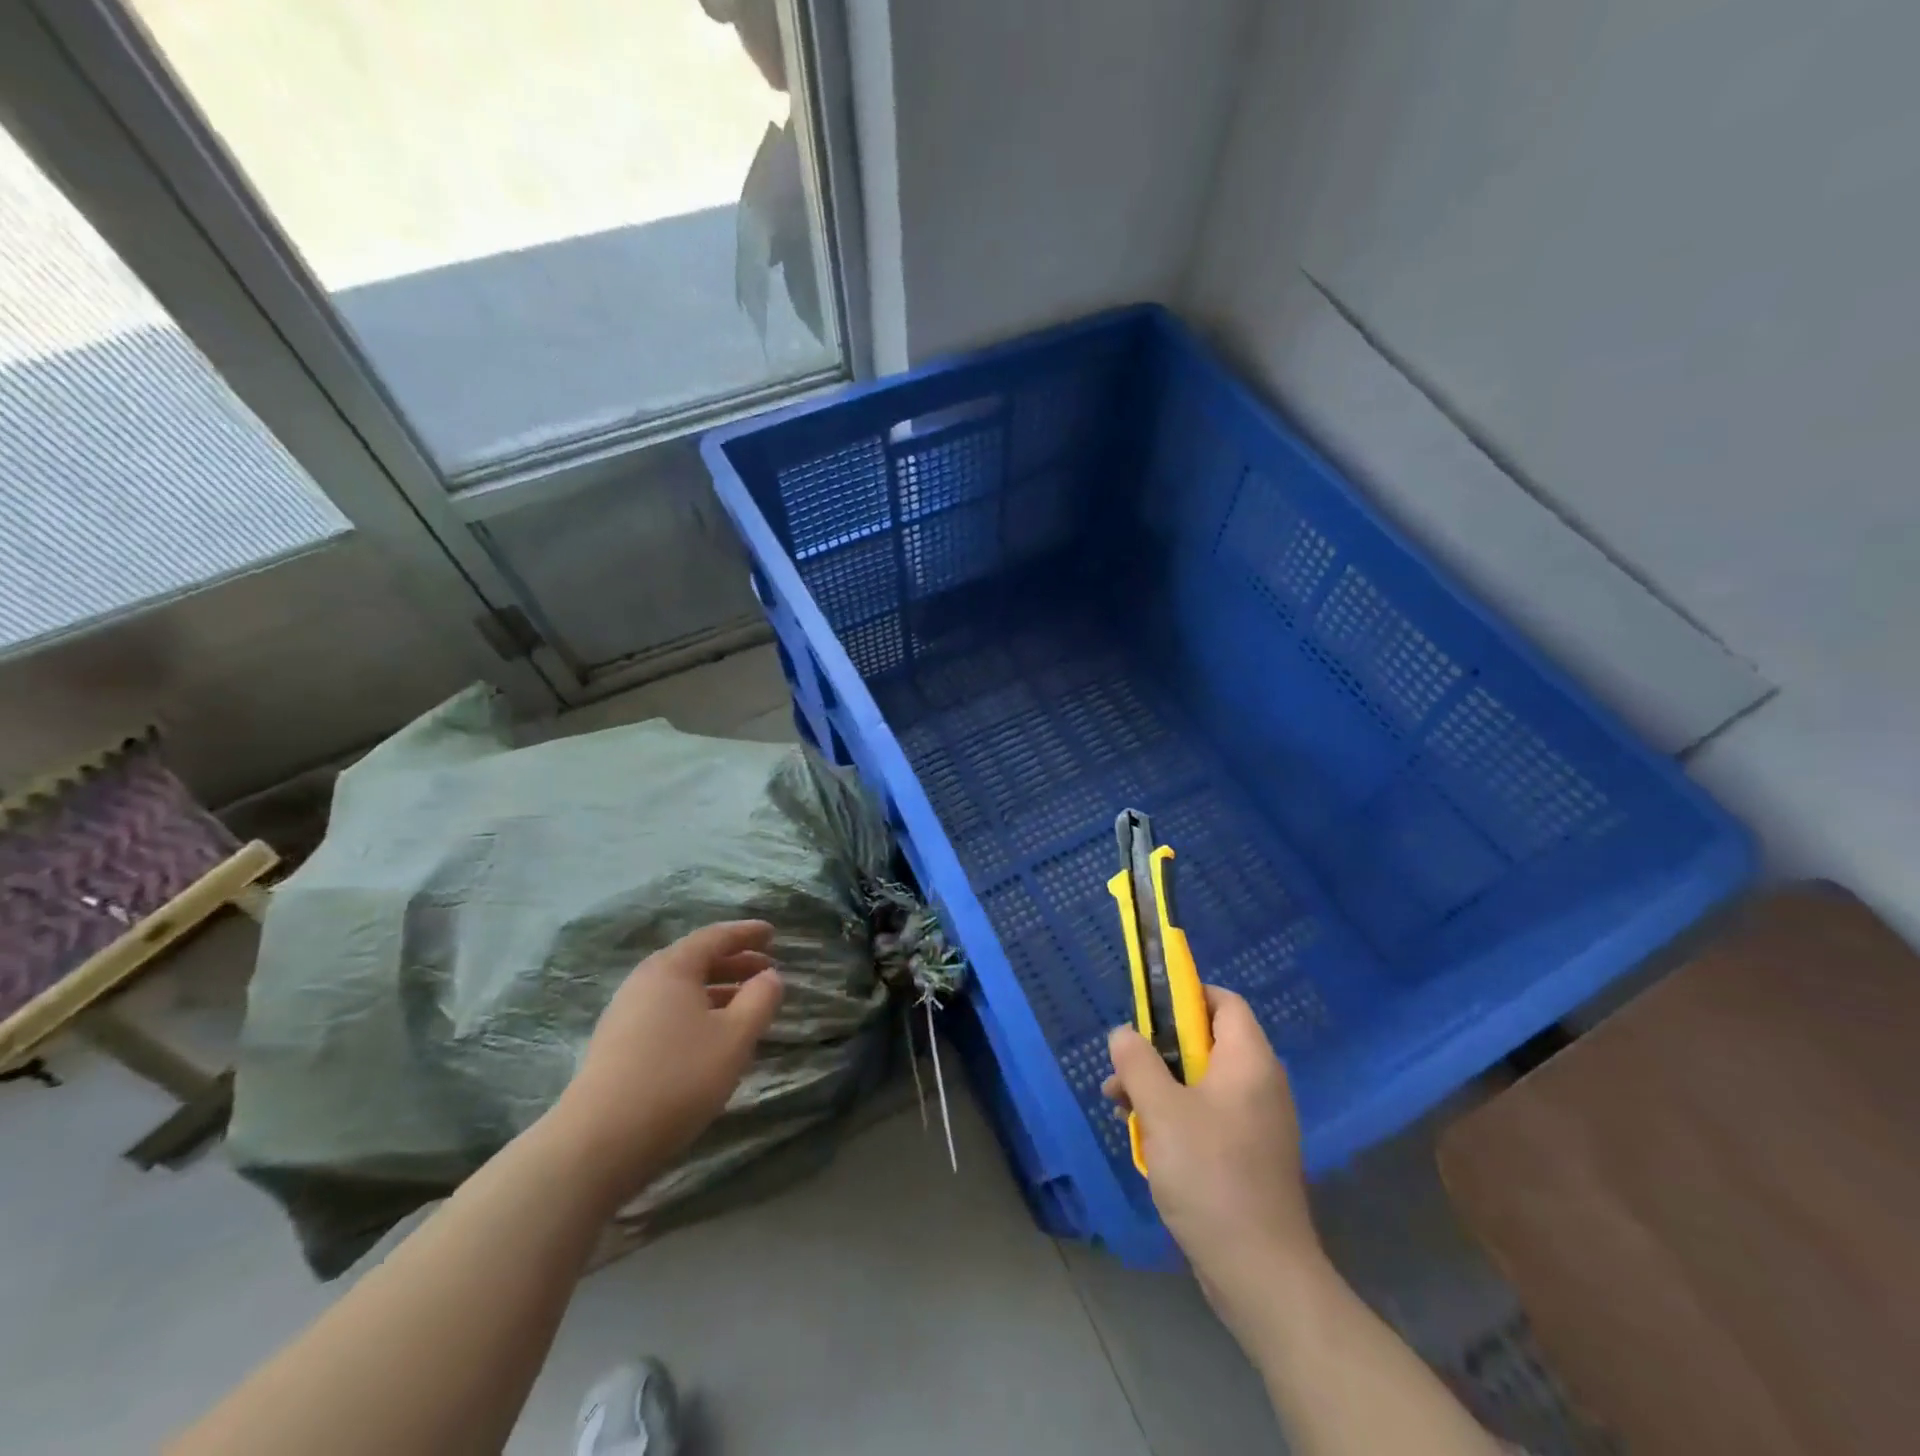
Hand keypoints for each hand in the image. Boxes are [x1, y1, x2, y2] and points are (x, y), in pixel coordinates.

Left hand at [548, 920, 783, 1202]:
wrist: (598, 1142)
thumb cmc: (678, 1077)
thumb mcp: (735, 1037)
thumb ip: (760, 1000)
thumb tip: (770, 976)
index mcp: (672, 968)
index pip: (715, 937)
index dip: (746, 933)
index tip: (772, 933)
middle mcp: (645, 981)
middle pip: (695, 960)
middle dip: (734, 963)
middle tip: (767, 970)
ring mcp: (625, 1014)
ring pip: (681, 990)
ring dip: (717, 990)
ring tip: (745, 1005)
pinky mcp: (617, 1045)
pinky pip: (667, 1012)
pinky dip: (697, 1012)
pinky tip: (711, 1037)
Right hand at [1104, 986, 1321, 1336]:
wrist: (1261, 1273)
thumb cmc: (1211, 1176)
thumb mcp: (1162, 1111)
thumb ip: (1138, 1063)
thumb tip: (1124, 1034)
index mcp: (1249, 1061)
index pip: (1224, 1002)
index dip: (1186, 995)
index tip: (1147, 1010)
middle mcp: (1259, 1084)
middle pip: (1206, 1041)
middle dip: (1159, 1049)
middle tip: (1124, 1067)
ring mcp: (1256, 1122)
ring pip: (1201, 1082)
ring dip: (1160, 1086)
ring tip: (1120, 1105)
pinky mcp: (1248, 1155)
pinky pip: (1208, 1115)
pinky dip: (1176, 1115)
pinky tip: (1145, 1139)